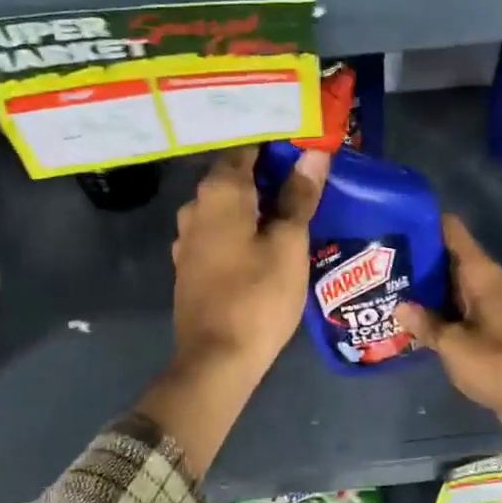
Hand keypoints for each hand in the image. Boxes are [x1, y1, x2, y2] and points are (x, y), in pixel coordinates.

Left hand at [170, 146, 329, 385]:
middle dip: (269, 172)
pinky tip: (265, 238)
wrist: (216, 360)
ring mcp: (188, 238)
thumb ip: (299, 197)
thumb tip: (313, 154)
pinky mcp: (190, 265)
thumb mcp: (289, 245)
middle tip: (308, 174)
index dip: (277, 142)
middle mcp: (195, 207)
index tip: (306, 143)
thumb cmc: (258, 297)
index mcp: (219, 193)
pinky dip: (242, 226)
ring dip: (256, 201)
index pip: (247, 147)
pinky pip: (220, 231)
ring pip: (226, 206)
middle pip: (235, 175)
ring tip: (292, 206)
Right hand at [395, 215, 501, 473]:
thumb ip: (425, 324)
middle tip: (383, 259)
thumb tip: (400, 306)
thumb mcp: (453, 344)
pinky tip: (414, 320)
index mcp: (483, 275)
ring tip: (390, 286)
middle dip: (420, 259)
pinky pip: (461, 312)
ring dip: (428, 289)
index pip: (453, 232)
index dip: (427, 223)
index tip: (398, 221)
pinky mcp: (493, 332)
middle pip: (451, 259)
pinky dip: (440, 312)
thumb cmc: (498, 364)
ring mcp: (493, 308)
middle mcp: (489, 284)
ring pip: (454, 288)